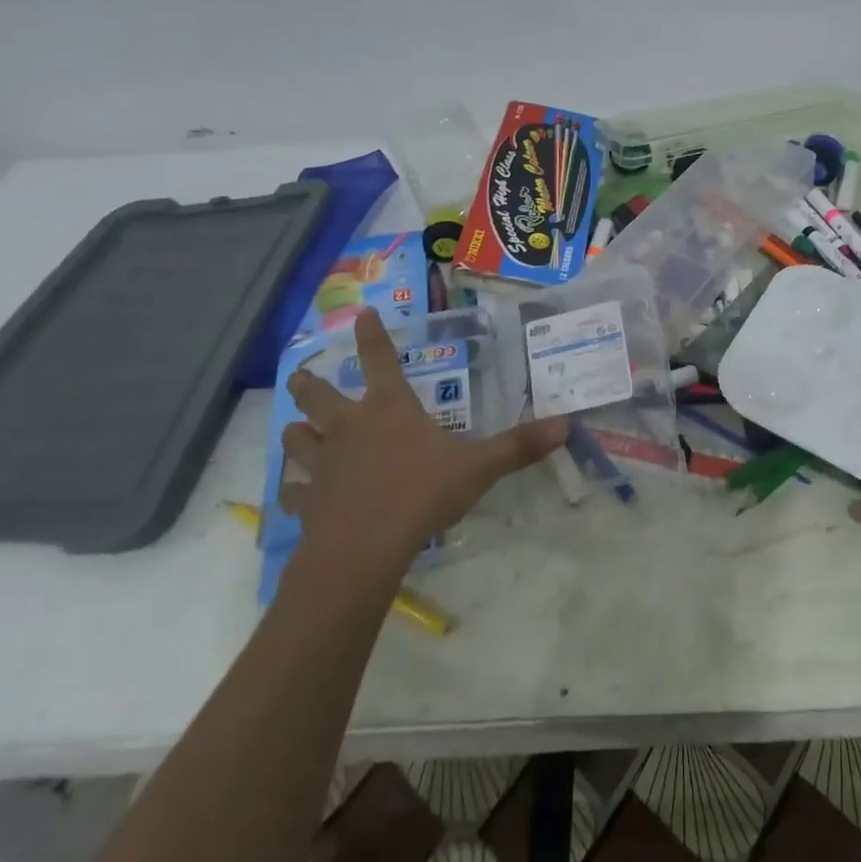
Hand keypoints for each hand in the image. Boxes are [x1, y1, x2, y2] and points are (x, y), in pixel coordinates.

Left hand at [281, 310, 566, 569]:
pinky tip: (298, 493)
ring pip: (296, 439)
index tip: (363, 313)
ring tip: (296, 430)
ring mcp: (323, 464)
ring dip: (296, 432)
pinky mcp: (308, 502)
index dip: (372, 335)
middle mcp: (349, 427)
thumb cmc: (422, 493)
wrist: (364, 548)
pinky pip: (294, 491)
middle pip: (318, 395)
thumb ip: (519, 446)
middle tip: (301, 374)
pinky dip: (295, 489)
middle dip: (309, 382)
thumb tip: (566, 424)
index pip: (380, 360)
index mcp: (389, 409)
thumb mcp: (479, 467)